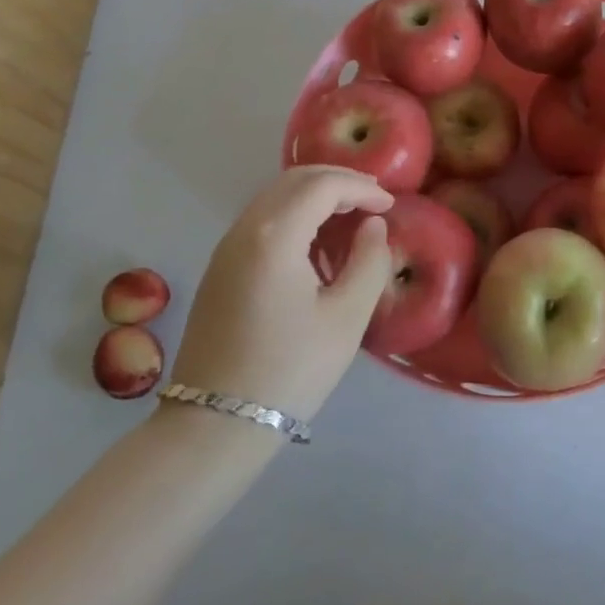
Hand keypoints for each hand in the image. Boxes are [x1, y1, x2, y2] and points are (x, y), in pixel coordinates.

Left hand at [167, 167, 395, 420]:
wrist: (214, 425)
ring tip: (350, 217)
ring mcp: (226, 248)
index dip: (362, 188)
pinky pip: (261, 220)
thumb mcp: (346, 317)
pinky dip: (294, 214)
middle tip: (373, 200)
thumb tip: (373, 226)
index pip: (323, 185)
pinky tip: (316, 243)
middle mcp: (245, 229)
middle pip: (295, 180)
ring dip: (315, 196)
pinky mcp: (219, 268)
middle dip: (338, 181)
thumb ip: (369, 261)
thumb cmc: (289, 370)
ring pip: (275, 197)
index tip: (390, 204)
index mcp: (275, 235)